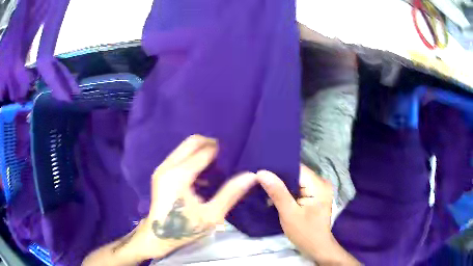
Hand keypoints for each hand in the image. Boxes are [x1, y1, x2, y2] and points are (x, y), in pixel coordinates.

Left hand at [127, 135, 257, 260]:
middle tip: (226, 156)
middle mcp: (169, 166)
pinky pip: (179, 156)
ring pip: (184, 148)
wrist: (157, 236)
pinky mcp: (160, 173)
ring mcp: (162, 168)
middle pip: (192, 142)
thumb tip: (251, 176)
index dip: (221, 151)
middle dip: (210, 144)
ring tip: (217, 165)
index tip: (235, 155)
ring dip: (201, 151)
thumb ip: (230, 193)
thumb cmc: (184, 228)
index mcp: (180, 175)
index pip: (205, 151)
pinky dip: (192, 158)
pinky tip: (203, 174)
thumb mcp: (212, 215)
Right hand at [257, 165, 360, 264]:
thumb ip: (277, 192)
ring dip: (282, 185)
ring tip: (263, 185)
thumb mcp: (289, 213)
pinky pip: (299, 188)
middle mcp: (321, 183)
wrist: (317, 248)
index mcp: (319, 185)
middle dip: (278, 177)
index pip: (296, 168)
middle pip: (296, 174)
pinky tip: (274, 195)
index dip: (278, 169)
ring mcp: (319, 189)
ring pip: (296, 181)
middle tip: (259, 179)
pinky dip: (287, 191)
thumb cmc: (305, 233)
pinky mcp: (315, 196)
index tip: (260, 171)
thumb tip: (262, 173)